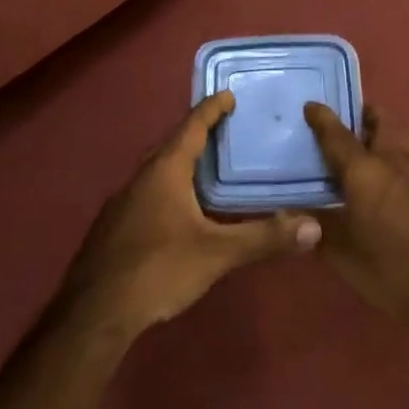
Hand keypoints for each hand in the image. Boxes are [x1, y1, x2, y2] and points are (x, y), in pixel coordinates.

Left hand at [64, 92, 321, 336]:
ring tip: (207, 169)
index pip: (191, 127)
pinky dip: (168, 189)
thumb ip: (263, 237)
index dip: (211, 110)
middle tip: (225, 130)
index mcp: (165, 171)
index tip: (227, 95)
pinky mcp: (114, 228)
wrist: (94, 313)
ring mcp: (122, 203)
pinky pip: (147, 194)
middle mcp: (140, 178)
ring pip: (157, 172)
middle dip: (197, 135)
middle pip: (172, 146)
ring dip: (181, 164)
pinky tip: (179, 212)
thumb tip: (313, 226)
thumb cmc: (158, 269)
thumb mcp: (217, 253)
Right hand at [304, 103, 408, 344]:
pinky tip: (384, 177)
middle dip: (361, 115)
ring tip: (362, 146)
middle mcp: (394, 161)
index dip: (322, 118)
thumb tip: (288, 214)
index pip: (338, 134)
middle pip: (380, 122)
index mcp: (366, 170)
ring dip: (381, 134)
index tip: (310, 105)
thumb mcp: (343, 254)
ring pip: (399, 137)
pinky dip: (394, 155)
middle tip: (341, 123)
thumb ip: (316, 228)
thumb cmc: (392, 270)